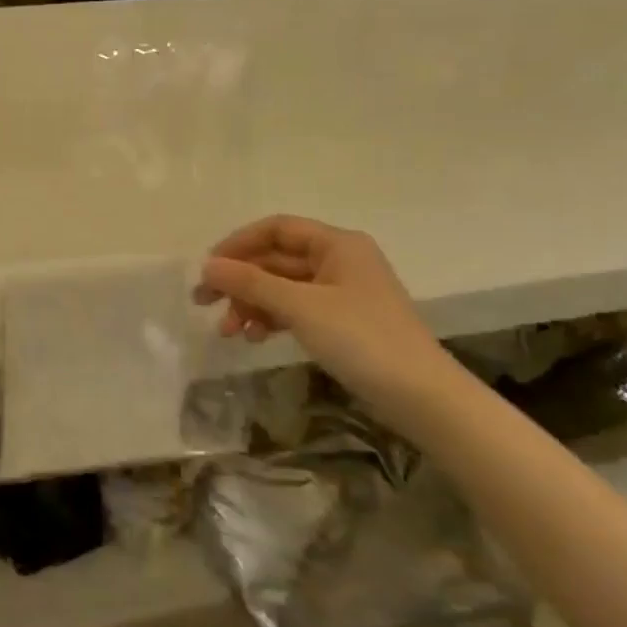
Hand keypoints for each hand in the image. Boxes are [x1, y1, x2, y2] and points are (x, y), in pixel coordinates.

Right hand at [194, 215, 455, 422]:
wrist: (423, 398)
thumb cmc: (362, 339)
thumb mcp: (300, 307)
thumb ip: (251, 283)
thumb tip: (207, 265)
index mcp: (337, 244)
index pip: (276, 229)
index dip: (238, 244)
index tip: (209, 268)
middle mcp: (339, 261)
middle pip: (275, 259)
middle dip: (239, 281)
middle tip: (203, 303)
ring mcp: (341, 293)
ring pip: (282, 287)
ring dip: (252, 305)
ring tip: (230, 333)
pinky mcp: (342, 322)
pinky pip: (295, 309)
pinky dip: (272, 319)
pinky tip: (256, 338)